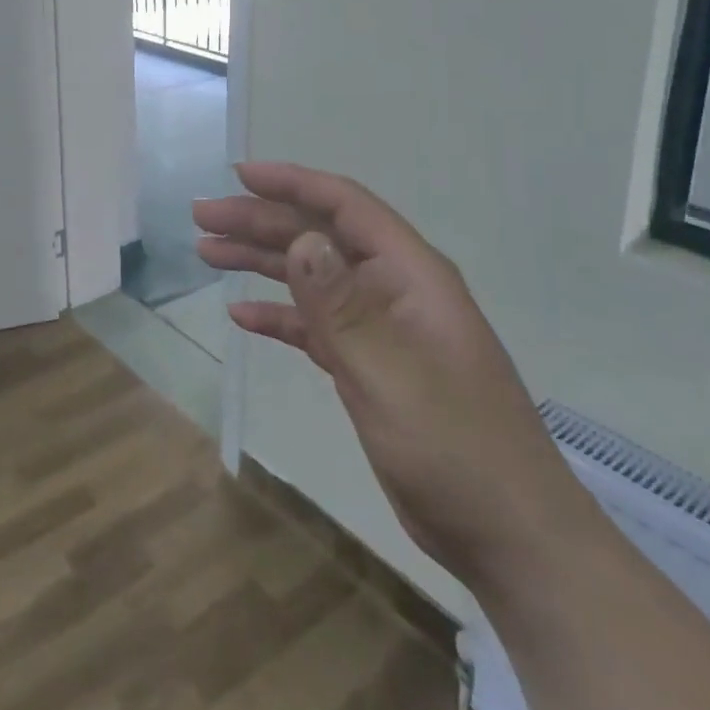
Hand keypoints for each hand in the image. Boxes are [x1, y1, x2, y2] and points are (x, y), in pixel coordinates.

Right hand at [195, 161, 593, 595]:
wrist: (507, 535)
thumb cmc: (454, 447)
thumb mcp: (391, 373)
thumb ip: (342, 306)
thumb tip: (302, 240)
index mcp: (409, 275)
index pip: (345, 207)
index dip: (292, 183)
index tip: (238, 175)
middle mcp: (393, 289)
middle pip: (319, 238)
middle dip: (260, 222)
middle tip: (202, 218)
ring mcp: (382, 329)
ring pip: (312, 278)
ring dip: (262, 262)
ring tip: (208, 253)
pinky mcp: (370, 366)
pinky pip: (316, 326)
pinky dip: (279, 315)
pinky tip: (241, 316)